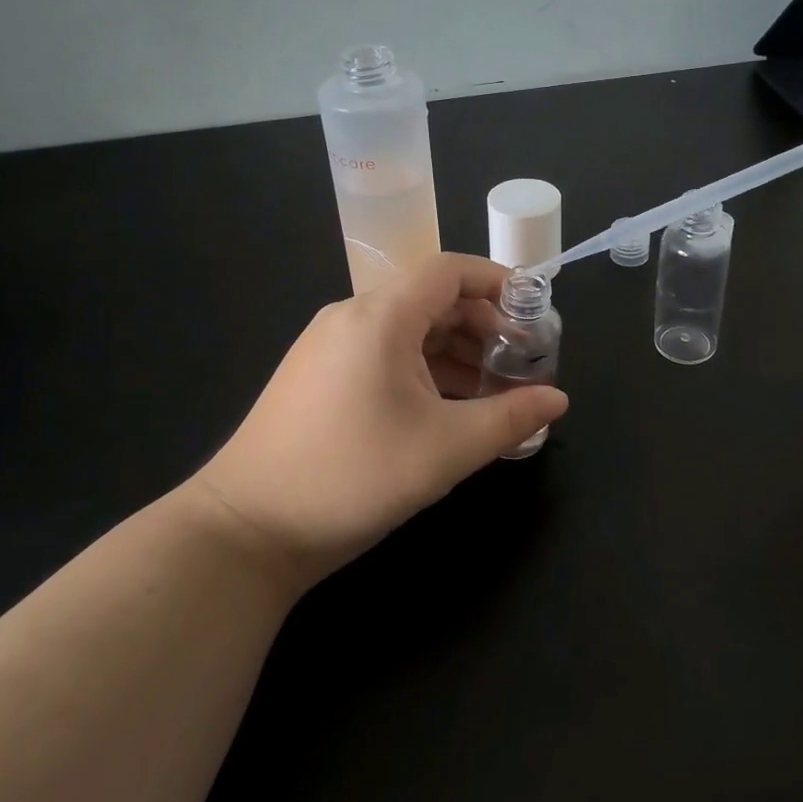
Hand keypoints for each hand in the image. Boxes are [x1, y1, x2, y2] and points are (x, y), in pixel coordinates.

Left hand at [187, 253, 568, 589]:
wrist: (244, 531)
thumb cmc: (351, 476)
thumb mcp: (444, 449)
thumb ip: (509, 419)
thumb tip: (558, 400)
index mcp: (380, 316)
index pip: (449, 270)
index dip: (497, 282)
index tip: (533, 313)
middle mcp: (351, 317)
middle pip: (430, 298)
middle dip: (482, 324)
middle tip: (519, 362)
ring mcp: (329, 347)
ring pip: (407, 329)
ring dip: (455, 351)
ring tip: (492, 390)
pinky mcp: (319, 376)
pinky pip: (383, 354)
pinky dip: (423, 369)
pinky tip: (446, 407)